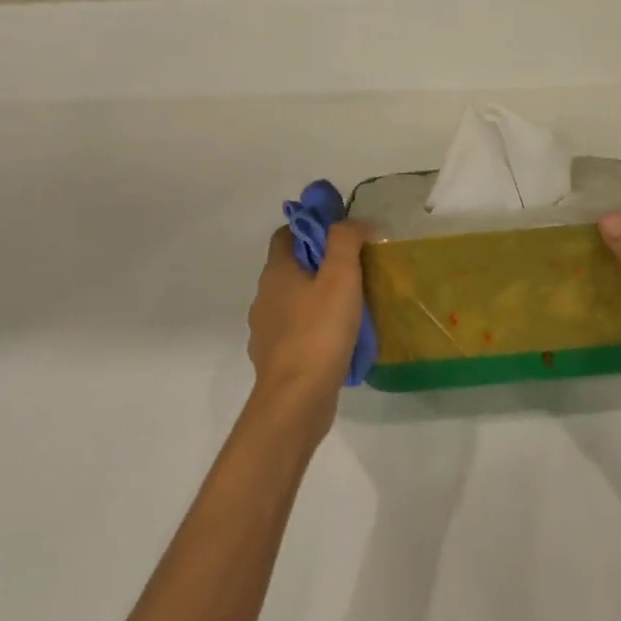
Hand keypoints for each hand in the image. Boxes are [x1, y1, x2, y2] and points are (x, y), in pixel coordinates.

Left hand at [247, 222, 368, 440]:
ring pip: (293, 302)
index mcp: (276, 272)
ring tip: (351, 307)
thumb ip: (346, 241)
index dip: (311, 228)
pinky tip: (338, 340)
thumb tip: (354, 221)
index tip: (341, 236)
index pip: (286, 234)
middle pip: (291, 267)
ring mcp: (266, 330)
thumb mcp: (341, 276)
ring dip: (317, 299)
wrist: (297, 398)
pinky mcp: (275, 358)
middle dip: (320, 264)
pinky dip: (314, 329)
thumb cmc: (319, 331)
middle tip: (355, 270)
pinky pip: (296, 332)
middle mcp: (264, 297)